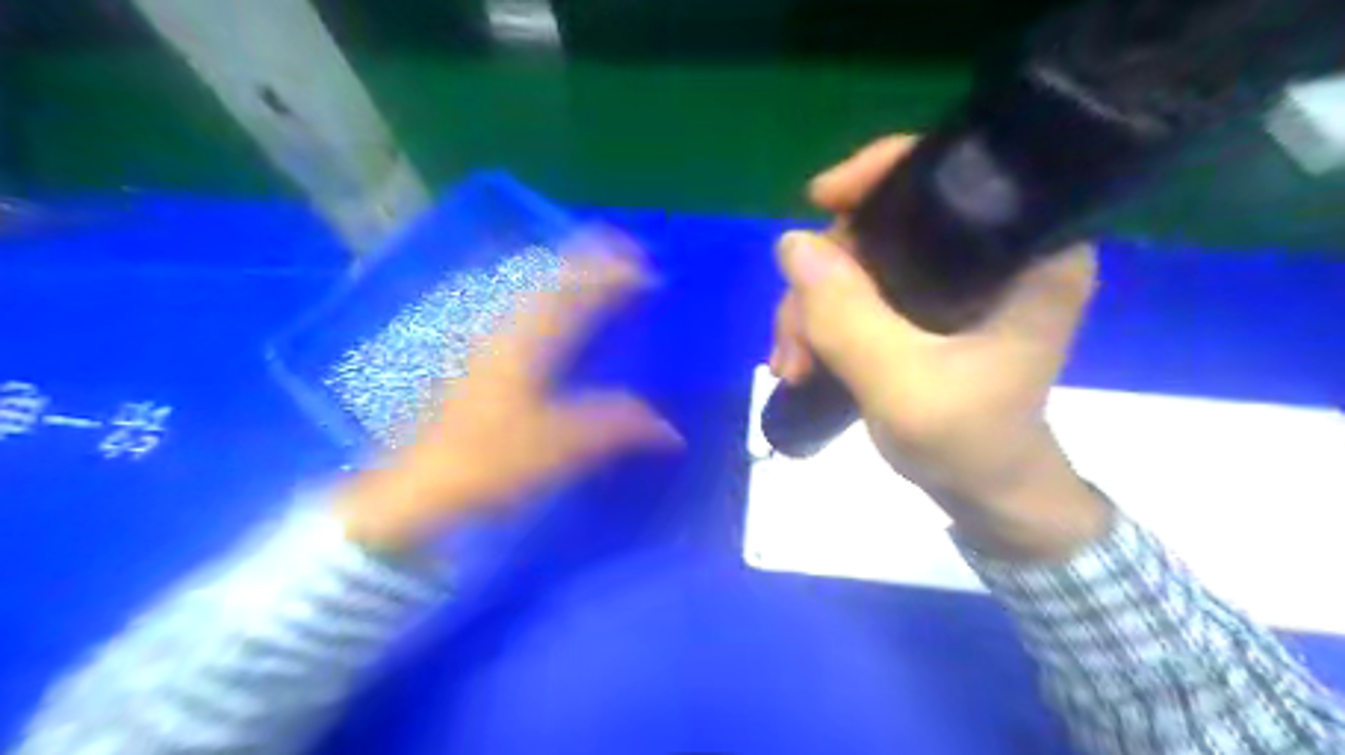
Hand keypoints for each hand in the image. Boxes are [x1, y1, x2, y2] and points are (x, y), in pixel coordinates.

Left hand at [343, 235, 683, 552]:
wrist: (417, 488)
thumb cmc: (487, 463)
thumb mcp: (560, 448)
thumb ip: (617, 428)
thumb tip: (670, 430)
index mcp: (527, 344)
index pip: (576, 291)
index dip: (613, 274)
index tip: (648, 271)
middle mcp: (505, 331)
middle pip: (551, 277)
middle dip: (590, 258)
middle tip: (628, 253)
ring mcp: (486, 342)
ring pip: (533, 290)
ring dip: (569, 274)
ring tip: (600, 271)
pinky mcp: (478, 359)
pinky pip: (523, 311)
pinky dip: (549, 298)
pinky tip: (556, 313)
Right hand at [772, 134, 1109, 558]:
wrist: (985, 494)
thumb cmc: (968, 443)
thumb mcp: (903, 385)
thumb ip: (847, 316)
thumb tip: (790, 243)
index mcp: (1025, 253)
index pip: (952, 173)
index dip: (881, 174)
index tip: (820, 200)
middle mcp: (993, 253)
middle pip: (886, 224)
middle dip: (823, 277)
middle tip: (794, 342)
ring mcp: (954, 282)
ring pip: (861, 261)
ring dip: (812, 308)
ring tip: (791, 364)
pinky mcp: (927, 308)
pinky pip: (859, 290)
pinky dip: (823, 320)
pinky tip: (801, 359)